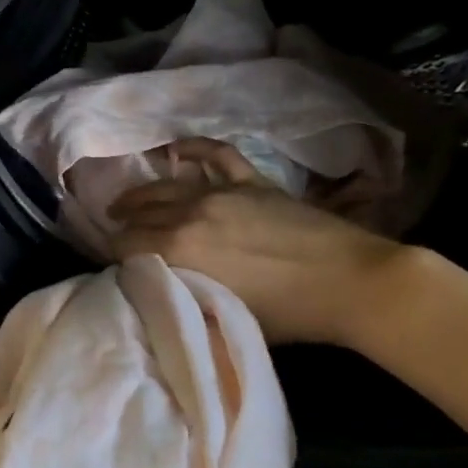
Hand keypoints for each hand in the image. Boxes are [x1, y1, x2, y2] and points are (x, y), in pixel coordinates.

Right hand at [107, 138, 411, 344]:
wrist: (353, 283)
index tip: (114, 263)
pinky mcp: (251, 182)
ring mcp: (222, 192)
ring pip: (166, 187)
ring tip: (126, 203)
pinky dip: (193, 150)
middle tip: (114, 233)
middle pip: (141, 215)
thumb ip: (184, 299)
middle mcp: (190, 214)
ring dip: (140, 195)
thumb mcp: (224, 317)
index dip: (114, 254)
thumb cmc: (288, 314)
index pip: (126, 245)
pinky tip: (175, 151)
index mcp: (179, 250)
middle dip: (122, 225)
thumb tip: (158, 291)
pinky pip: (215, 156)